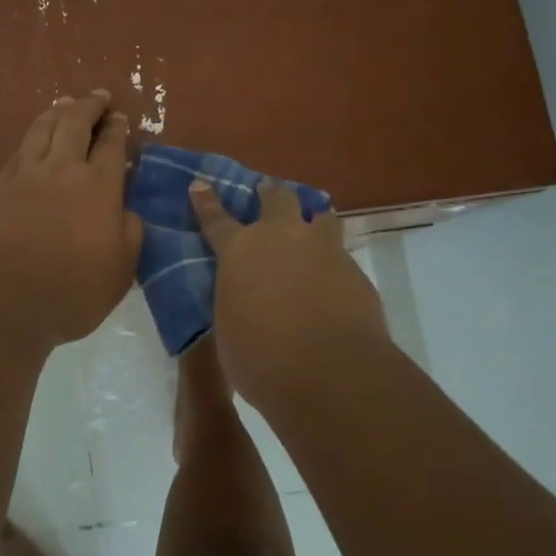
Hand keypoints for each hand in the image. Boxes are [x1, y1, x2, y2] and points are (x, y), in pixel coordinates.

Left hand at [0, 91, 142, 344]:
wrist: (5, 298)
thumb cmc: (73, 289)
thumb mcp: (121, 269)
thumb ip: (130, 233)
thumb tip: (126, 211)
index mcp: (99, 186)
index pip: (112, 145)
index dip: (117, 128)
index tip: (120, 116)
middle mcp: (63, 169)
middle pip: (75, 123)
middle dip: (89, 106)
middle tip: (98, 96)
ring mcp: (26, 174)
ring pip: (42, 128)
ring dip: (57, 112)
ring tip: (64, 103)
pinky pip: (18, 150)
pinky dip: (31, 136)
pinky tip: (33, 138)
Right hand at [190, 179, 388, 406]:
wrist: (330, 372)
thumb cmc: (262, 359)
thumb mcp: (230, 329)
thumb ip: (236, 302)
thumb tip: (244, 299)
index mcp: (240, 251)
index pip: (216, 219)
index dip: (207, 201)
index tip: (200, 184)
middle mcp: (281, 238)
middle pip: (277, 198)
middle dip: (271, 194)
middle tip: (268, 195)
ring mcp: (323, 249)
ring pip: (320, 216)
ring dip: (312, 220)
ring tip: (312, 229)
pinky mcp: (354, 270)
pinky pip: (341, 254)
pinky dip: (333, 261)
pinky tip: (333, 281)